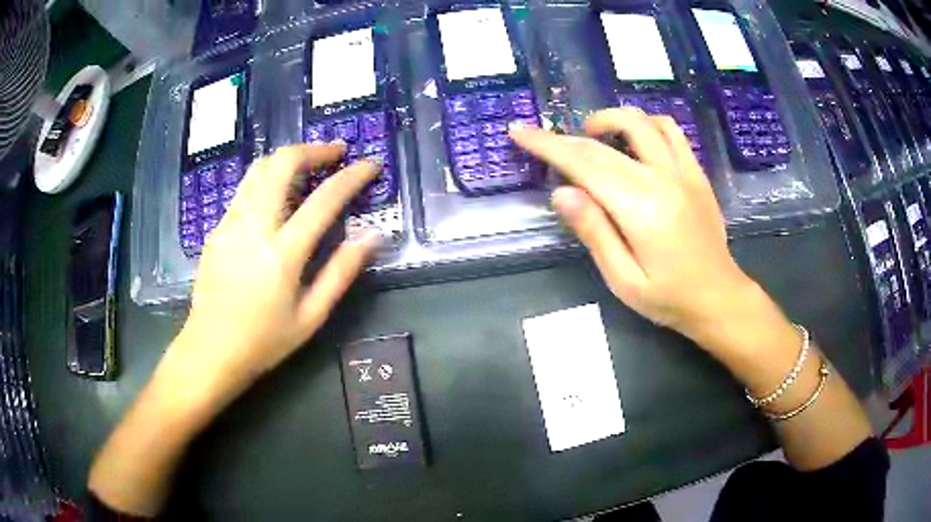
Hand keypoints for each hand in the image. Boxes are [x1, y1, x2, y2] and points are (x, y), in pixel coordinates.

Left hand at [167, 143, 382, 404]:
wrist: (210, 350)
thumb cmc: (264, 341)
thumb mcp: (311, 316)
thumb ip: (341, 272)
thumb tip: (372, 236)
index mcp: (282, 253)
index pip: (324, 200)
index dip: (352, 176)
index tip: (371, 164)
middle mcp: (254, 227)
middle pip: (282, 164)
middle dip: (313, 149)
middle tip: (336, 153)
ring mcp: (230, 223)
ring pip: (259, 169)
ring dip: (288, 158)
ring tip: (310, 165)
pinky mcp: (217, 228)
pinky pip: (245, 189)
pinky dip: (268, 178)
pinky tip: (279, 195)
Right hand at [510, 108, 755, 342]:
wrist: (718, 297)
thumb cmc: (668, 298)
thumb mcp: (623, 280)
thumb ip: (594, 232)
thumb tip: (562, 192)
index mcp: (641, 210)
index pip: (585, 164)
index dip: (548, 146)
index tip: (520, 132)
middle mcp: (663, 180)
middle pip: (605, 144)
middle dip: (566, 137)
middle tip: (543, 141)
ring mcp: (684, 172)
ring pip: (641, 122)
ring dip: (609, 121)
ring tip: (592, 138)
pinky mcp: (696, 172)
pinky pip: (671, 131)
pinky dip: (645, 125)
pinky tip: (633, 141)